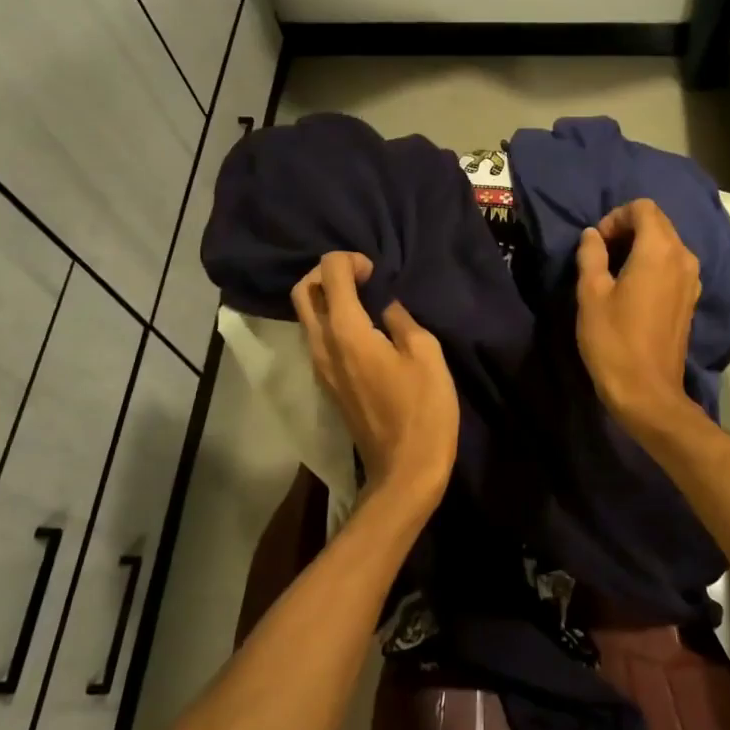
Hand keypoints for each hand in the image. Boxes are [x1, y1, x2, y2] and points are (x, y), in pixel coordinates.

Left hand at [291, 252, 456, 517]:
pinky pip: (316, 338)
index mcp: (347, 332)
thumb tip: (385, 305)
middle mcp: (322, 345)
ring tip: (364, 300)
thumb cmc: (422, 409)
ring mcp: (319, 367)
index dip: (350, 260)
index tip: (376, 272)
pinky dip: (330, 321)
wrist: (405, 468)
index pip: (330, 274)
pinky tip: (363, 328)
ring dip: (326, 297)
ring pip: (306, 316)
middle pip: (302, 291)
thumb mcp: (426, 354)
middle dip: (326, 273)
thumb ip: (401, 319)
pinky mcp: (326, 384)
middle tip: (362, 277)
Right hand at [575, 199, 700, 433]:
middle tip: (600, 255)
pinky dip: (652, 265)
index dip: (615, 217)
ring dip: (639, 247)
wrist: (648, 392)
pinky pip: (672, 265)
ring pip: (666, 244)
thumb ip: (591, 256)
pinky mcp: (691, 299)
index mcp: (659, 250)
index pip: (643, 208)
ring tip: (613, 272)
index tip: (596, 243)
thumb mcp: (591, 295)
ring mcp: (692, 279)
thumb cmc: (614, 341)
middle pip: (657, 223)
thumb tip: (592, 235)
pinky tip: (632, 289)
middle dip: (627, 229)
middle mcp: (683, 257)